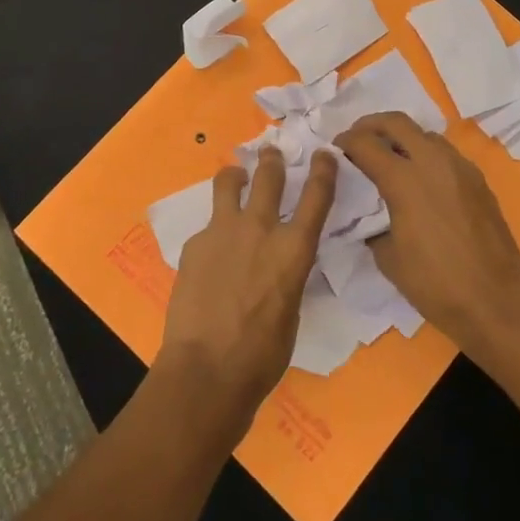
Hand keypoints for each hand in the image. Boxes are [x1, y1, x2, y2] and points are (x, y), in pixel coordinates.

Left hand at [158, 146, 337, 412]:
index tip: (325, 153)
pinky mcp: (195, 243)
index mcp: (294, 249)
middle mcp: (260, 229)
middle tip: (270, 152)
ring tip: (235, 176)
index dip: (324, 170)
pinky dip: (214, 230)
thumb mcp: (291, 309)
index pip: (317, 196)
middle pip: (269, 176)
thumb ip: (286, 273)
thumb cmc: (261, 354)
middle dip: (272, 160)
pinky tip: (210, 253)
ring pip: (229, 182)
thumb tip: (277, 264)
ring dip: (236, 175)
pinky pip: (208, 225)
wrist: (207, 368)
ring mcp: (223, 231)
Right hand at [334, 112, 519, 352]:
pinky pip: (446, 154)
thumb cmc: (435, 283)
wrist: (496, 301)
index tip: (336, 148)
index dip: (345, 141)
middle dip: (372, 125)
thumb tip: (372, 216)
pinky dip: (426, 156)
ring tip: (390, 159)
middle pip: (396, 122)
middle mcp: (432, 162)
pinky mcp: (478, 180)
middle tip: (358, 140)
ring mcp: (460, 168)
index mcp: (404, 180)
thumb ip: (374, 225)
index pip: (366, 143)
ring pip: (425, 134)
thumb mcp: (388, 257)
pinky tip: (421, 180)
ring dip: (402, 138)